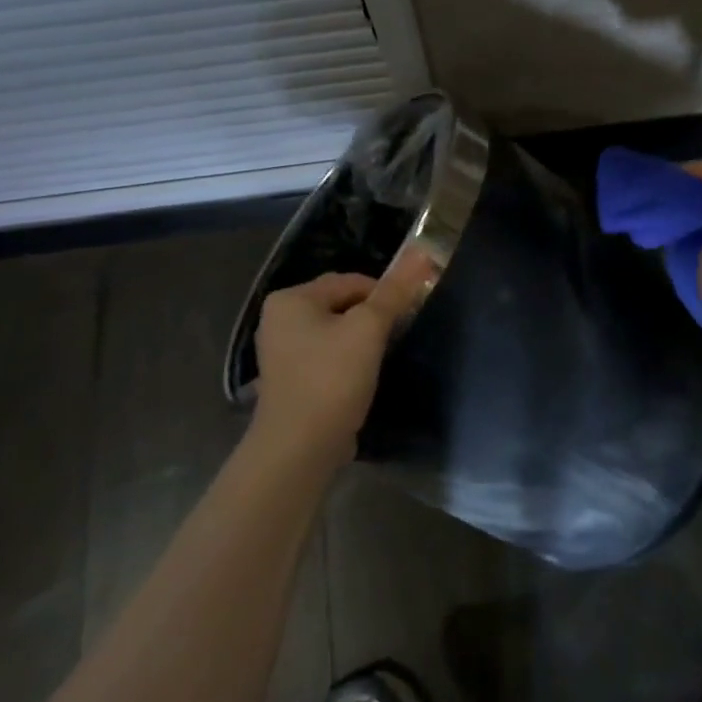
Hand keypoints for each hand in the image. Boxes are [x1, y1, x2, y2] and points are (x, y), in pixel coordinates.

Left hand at [250, 255, 431, 465]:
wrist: (298, 450)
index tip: (405, 317)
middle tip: (396, 338)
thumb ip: (394, 291)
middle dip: (372, 318)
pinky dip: (345, 362)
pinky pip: (325, 357)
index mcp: (291, 299)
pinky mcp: (289, 380)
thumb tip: (423, 251)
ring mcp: (280, 352)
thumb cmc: (331, 379)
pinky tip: (360, 380)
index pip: (350, 281)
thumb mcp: (368, 329)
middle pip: (341, 305)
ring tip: (380, 361)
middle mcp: (279, 319)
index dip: (384, 295)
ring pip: (335, 332)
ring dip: (360, 342)